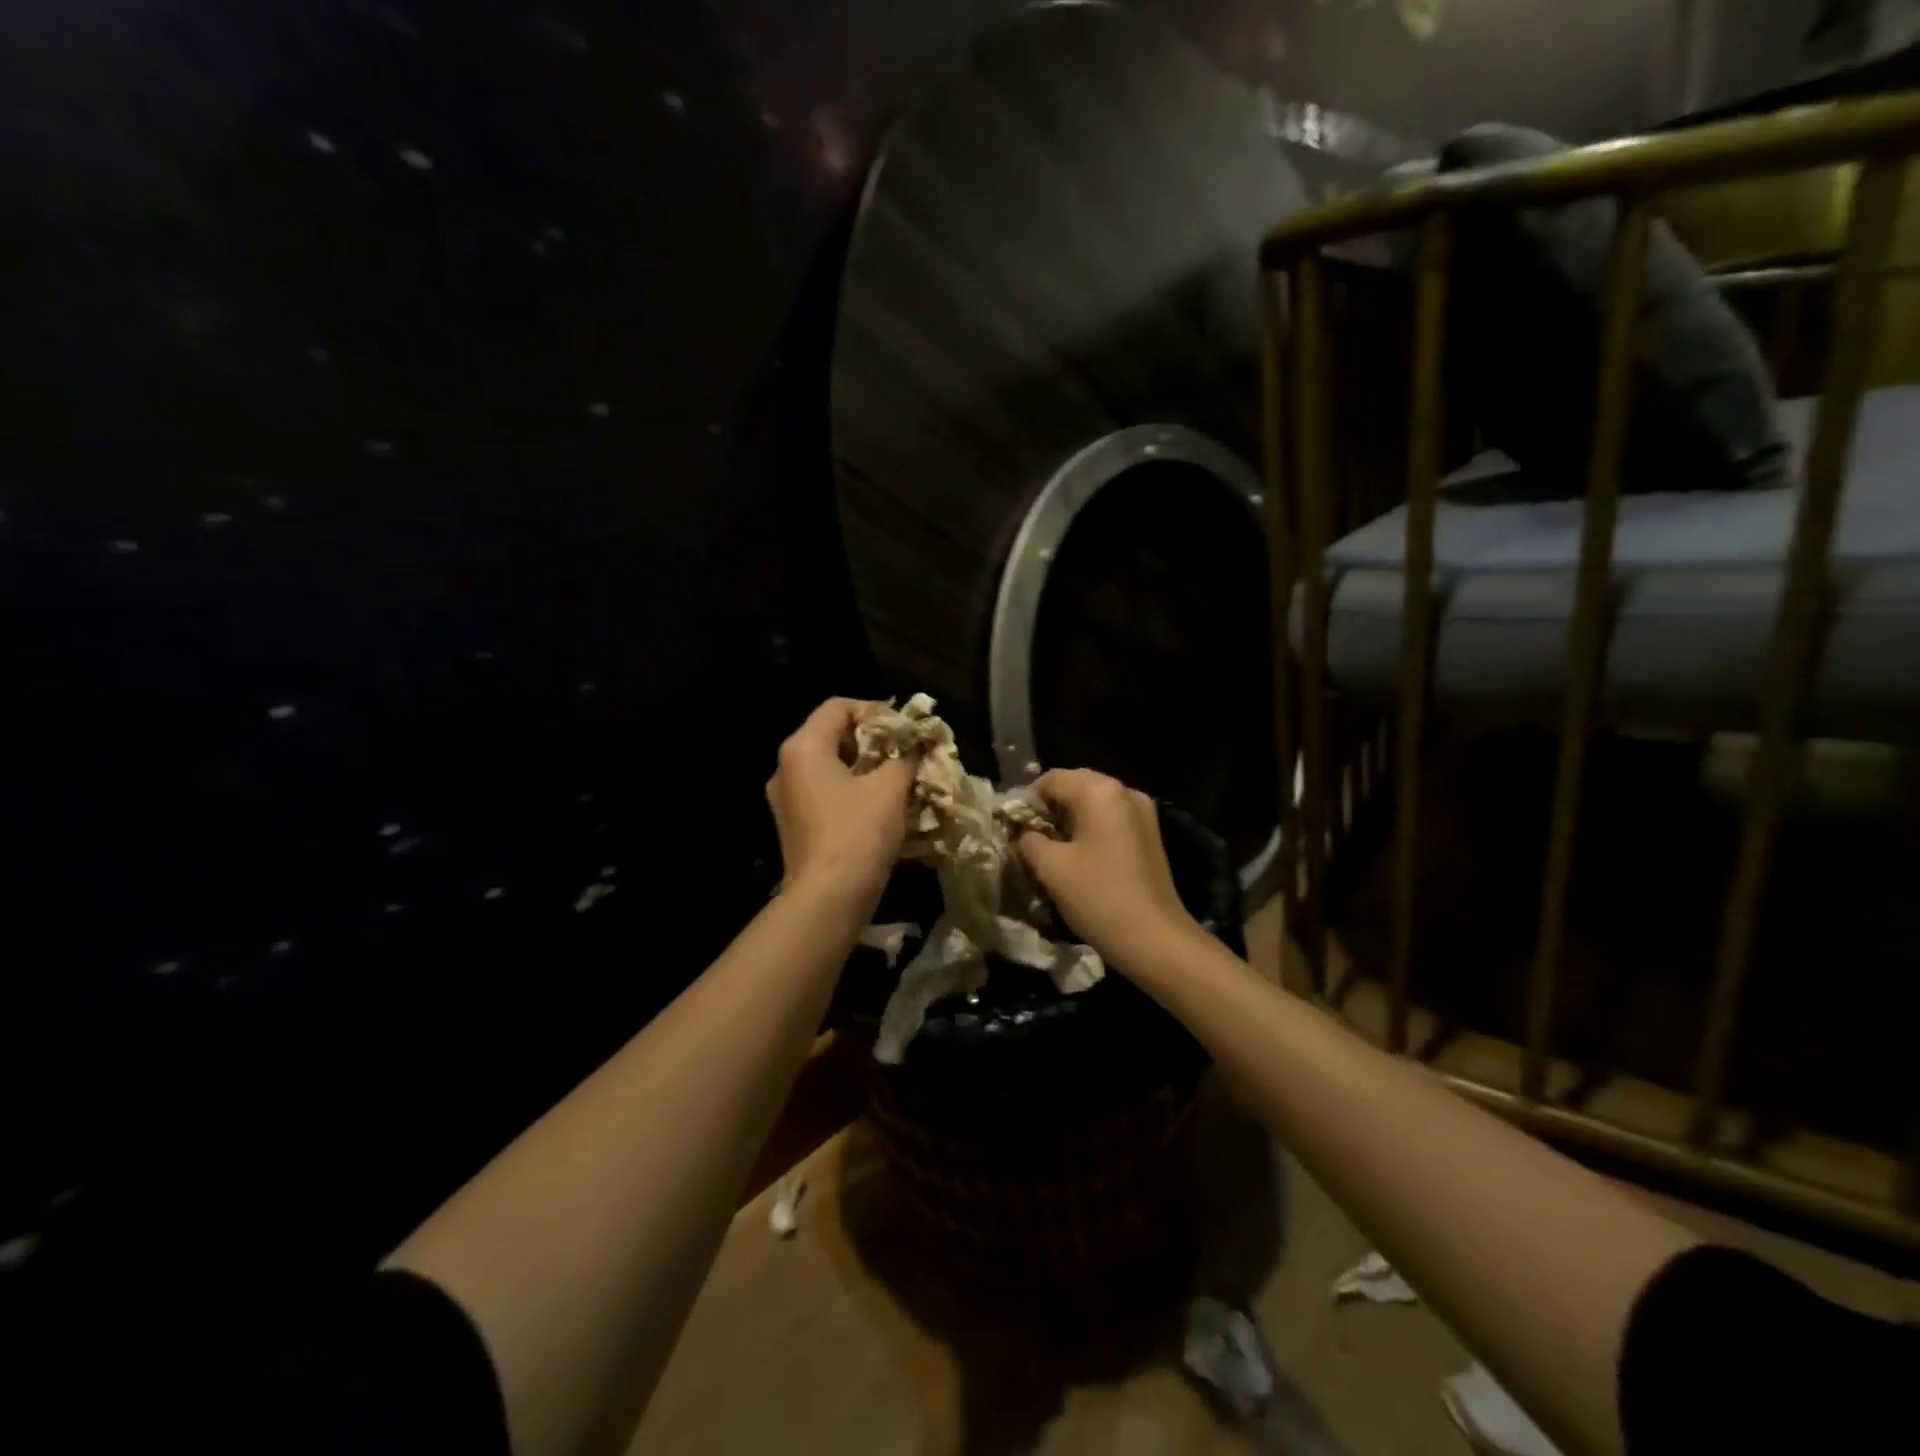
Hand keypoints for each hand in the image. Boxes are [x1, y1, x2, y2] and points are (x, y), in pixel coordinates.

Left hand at [767, 698, 913, 903]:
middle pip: (831, 734)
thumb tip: (913, 746)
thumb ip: (903, 756)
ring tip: (896, 779)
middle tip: (904, 754)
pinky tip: (877, 806)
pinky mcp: (793, 825)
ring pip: (828, 766)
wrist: (828, 898)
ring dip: (863, 767)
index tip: (904, 731)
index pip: (838, 706)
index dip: (875, 710)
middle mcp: (786, 767)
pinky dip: (850, 790)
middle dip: (871, 740)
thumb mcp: (890, 787)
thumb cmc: (858, 833)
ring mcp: (785, 798)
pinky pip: (823, 792)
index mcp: (803, 747)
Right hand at [1016, 769, 1205, 975]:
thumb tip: (1024, 833)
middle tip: (1030, 838)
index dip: (1027, 801)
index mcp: (1099, 790)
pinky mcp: (1150, 834)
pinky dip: (1091, 828)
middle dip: (1050, 808)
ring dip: (1070, 818)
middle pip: (1075, 785)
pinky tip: (1080, 856)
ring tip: (1052, 848)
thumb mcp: (1050, 868)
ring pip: (1094, 803)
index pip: (1051, 780)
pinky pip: (1111, 818)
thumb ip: (1028, 840)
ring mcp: (1143, 811)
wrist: (1155, 939)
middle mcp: (1124, 791)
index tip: (1014, 829)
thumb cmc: (1098, 897)